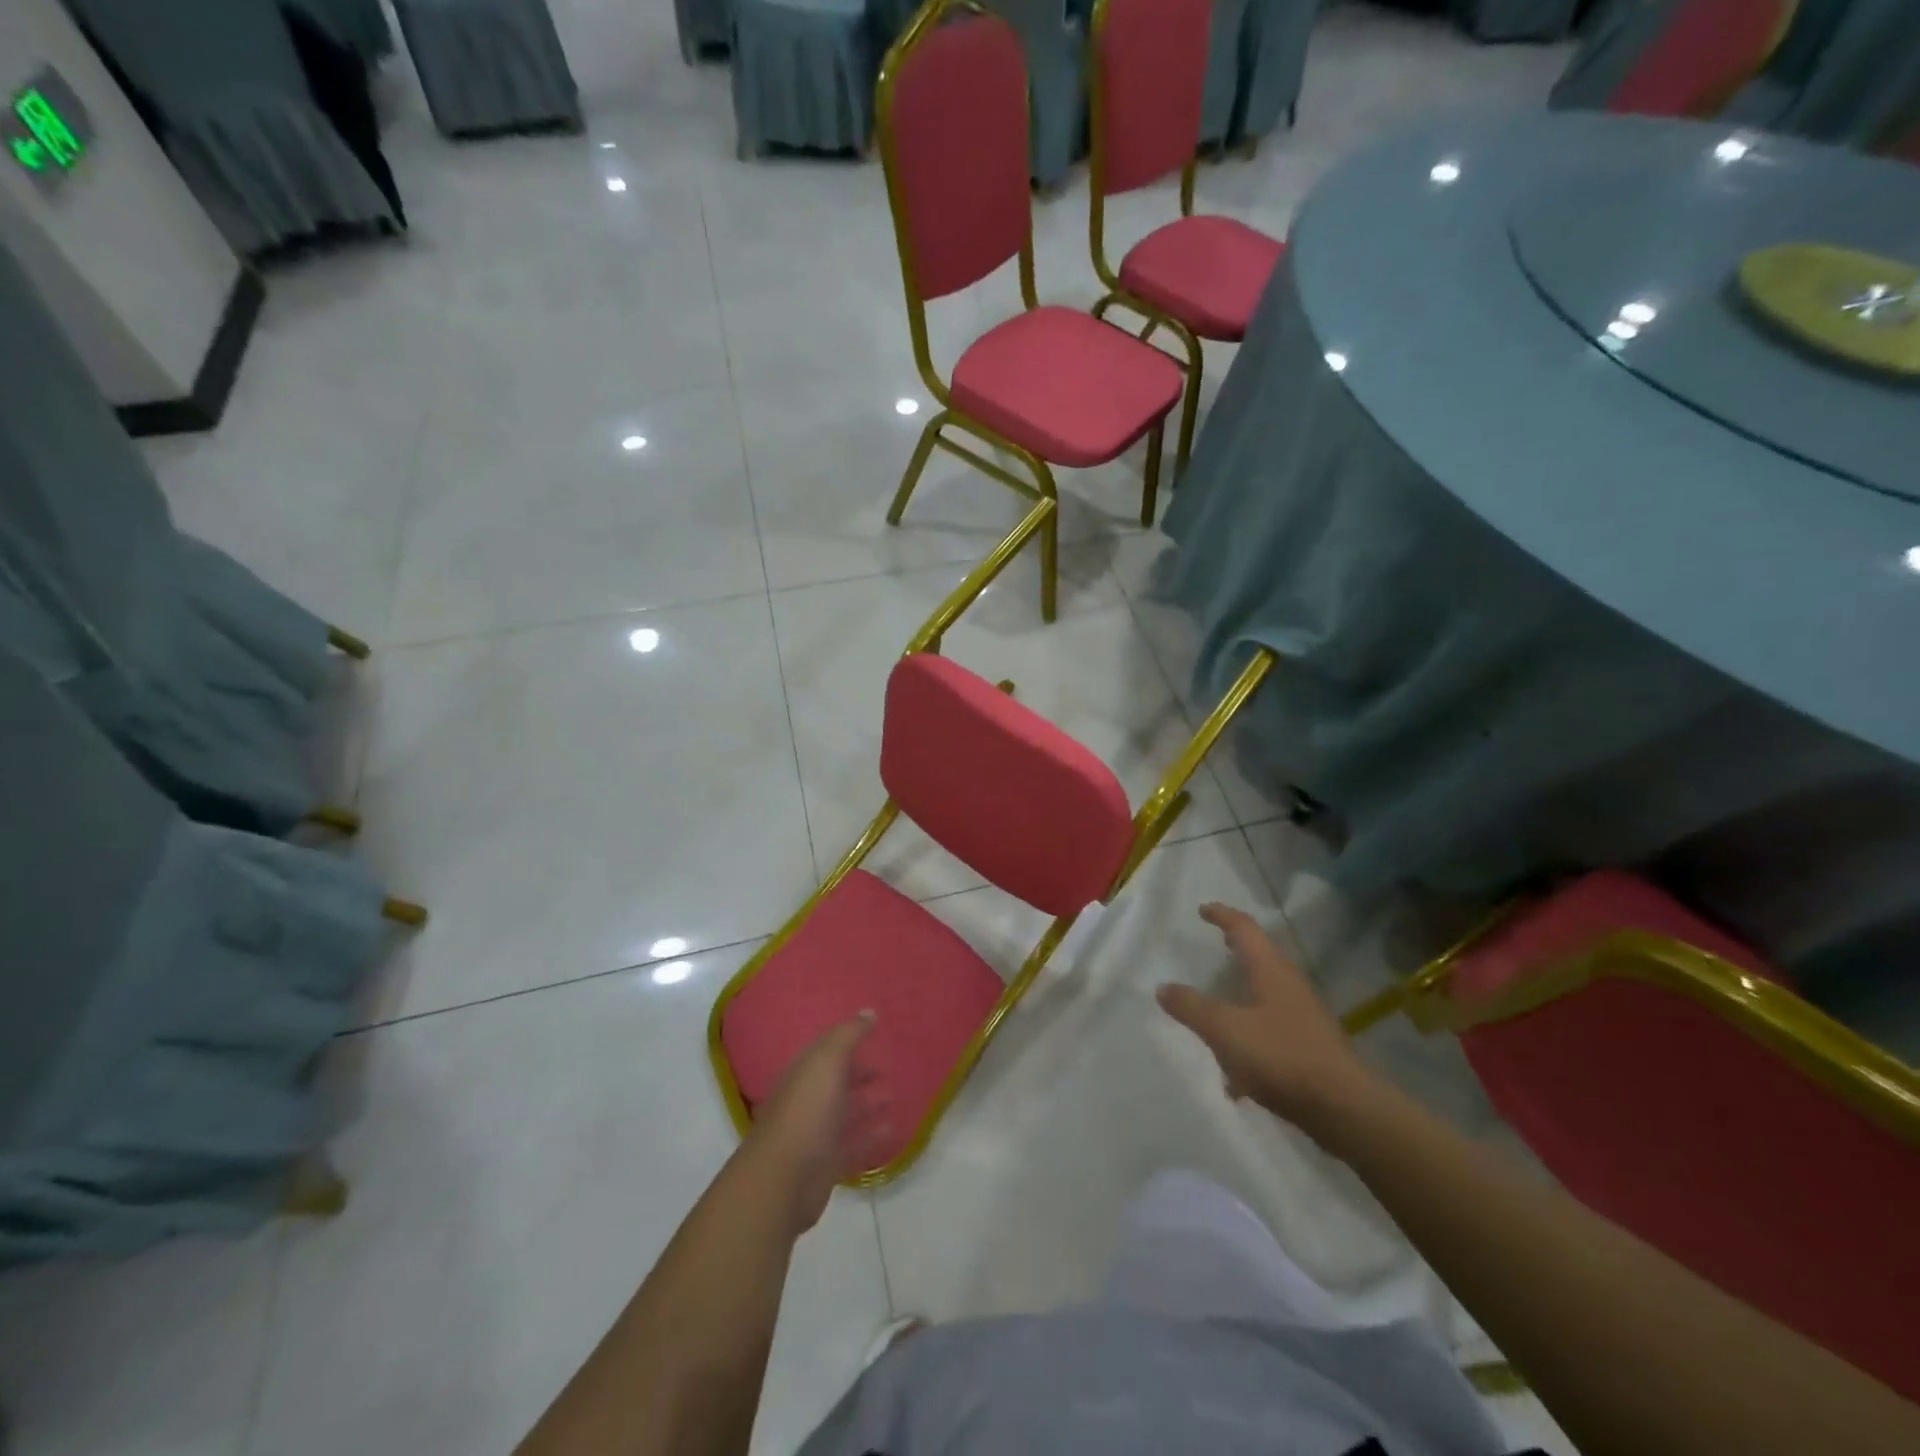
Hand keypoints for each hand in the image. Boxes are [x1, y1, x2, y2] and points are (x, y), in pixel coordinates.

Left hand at [747, 1014, 892, 1234]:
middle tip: (888, 1069)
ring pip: (846, 1114)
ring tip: (893, 1097)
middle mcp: (808, 1100)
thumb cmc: (806, 1111)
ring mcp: (816, 1134)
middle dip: (860, 1074)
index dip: (849, 1043)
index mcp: (803, 1073)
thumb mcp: (827, 1062)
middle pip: (837, 1082)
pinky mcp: (827, 1164)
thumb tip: (868, 1011)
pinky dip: (871, 1136)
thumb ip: (848, 1035)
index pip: (827, 1052)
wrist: (783, 1179)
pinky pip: (853, 1145)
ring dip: (868, 1105)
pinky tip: (891, 1129)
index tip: (876, 1037)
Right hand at [1157, 903, 1377, 1133]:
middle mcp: (1290, 987)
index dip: (1222, 916)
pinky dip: (1249, 1041)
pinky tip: (1235, 1078)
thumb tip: (1163, 987)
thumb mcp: (1225, 1030)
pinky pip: (1271, 1034)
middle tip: (1216, 944)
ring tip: (1217, 1011)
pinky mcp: (1309, 1050)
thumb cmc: (1281, 1056)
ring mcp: (1304, 1019)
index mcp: (1271, 971)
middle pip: (1260, 959)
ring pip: (1265, 997)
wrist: (1344, 1110)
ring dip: (1242, 997)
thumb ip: (1192, 1007)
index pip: (1245, 929)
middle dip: (1237, 951)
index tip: (1203, 909)